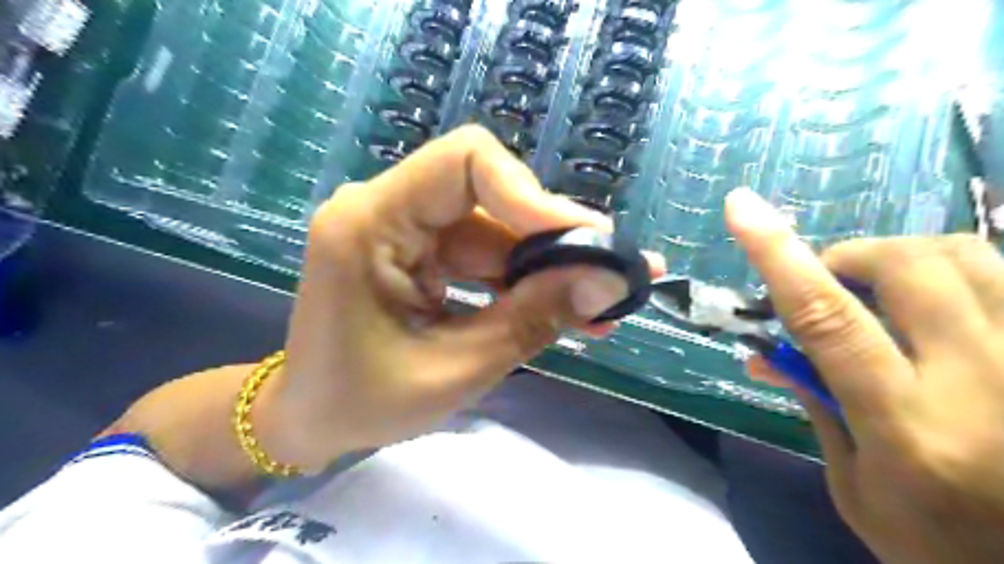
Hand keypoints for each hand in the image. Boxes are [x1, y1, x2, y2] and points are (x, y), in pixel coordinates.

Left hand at [257, 125, 659, 470]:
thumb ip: (532, 320)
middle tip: (614, 276)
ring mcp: (407, 229)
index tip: (587, 242)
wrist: (311, 418)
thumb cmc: (361, 402)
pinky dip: (526, 282)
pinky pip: (488, 254)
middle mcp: (388, 208)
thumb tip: (610, 283)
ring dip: (549, 268)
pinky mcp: (424, 252)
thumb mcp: (455, 369)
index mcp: (370, 222)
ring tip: (601, 307)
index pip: (465, 162)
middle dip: (555, 242)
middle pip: (492, 196)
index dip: (533, 195)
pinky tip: (566, 309)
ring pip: (499, 229)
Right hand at [726, 187, 1003, 563]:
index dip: (779, 256)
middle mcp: (985, 384)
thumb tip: (762, 350)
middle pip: (908, 267)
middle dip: (849, 258)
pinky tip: (940, 303)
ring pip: (971, 256)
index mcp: (906, 427)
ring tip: (883, 288)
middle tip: (828, 282)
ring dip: (903, 257)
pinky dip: (960, 270)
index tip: (742, 208)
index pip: (827, 318)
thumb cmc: (939, 545)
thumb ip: (814, 402)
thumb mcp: (852, 485)